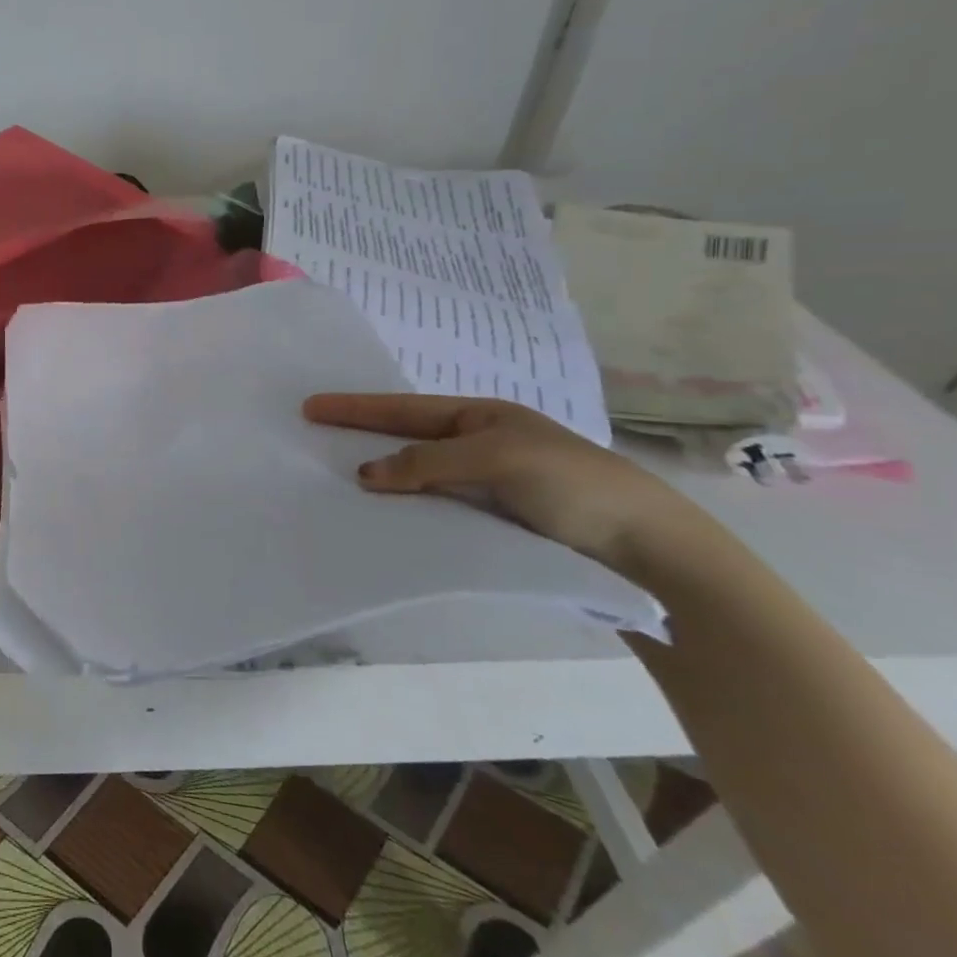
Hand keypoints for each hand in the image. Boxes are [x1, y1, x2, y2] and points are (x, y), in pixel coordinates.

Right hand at [302, 393, 729, 587]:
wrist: (646, 549)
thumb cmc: (572, 484)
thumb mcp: (497, 457)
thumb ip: (428, 462)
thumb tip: (365, 475)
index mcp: (480, 417)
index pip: (404, 408)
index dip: (356, 407)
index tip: (310, 406)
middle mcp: (477, 445)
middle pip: (404, 437)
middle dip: (360, 435)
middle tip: (311, 438)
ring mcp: (483, 484)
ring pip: (415, 475)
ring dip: (379, 476)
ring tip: (333, 480)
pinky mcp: (490, 521)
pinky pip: (433, 506)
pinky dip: (404, 506)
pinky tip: (382, 515)